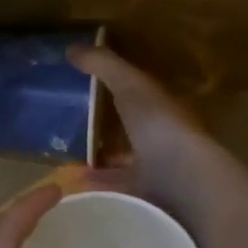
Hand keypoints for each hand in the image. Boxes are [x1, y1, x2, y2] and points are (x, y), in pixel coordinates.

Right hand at [69, 44, 224, 221]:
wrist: (184, 183)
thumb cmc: (161, 127)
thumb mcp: (131, 87)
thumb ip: (105, 66)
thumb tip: (71, 47)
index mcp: (163, 109)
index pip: (138, 95)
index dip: (113, 90)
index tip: (81, 89)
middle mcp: (162, 139)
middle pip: (129, 131)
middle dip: (102, 129)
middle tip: (64, 128)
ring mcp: (155, 172)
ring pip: (122, 162)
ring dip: (97, 160)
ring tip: (63, 158)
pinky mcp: (144, 199)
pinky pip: (115, 189)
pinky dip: (95, 186)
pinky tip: (73, 185)